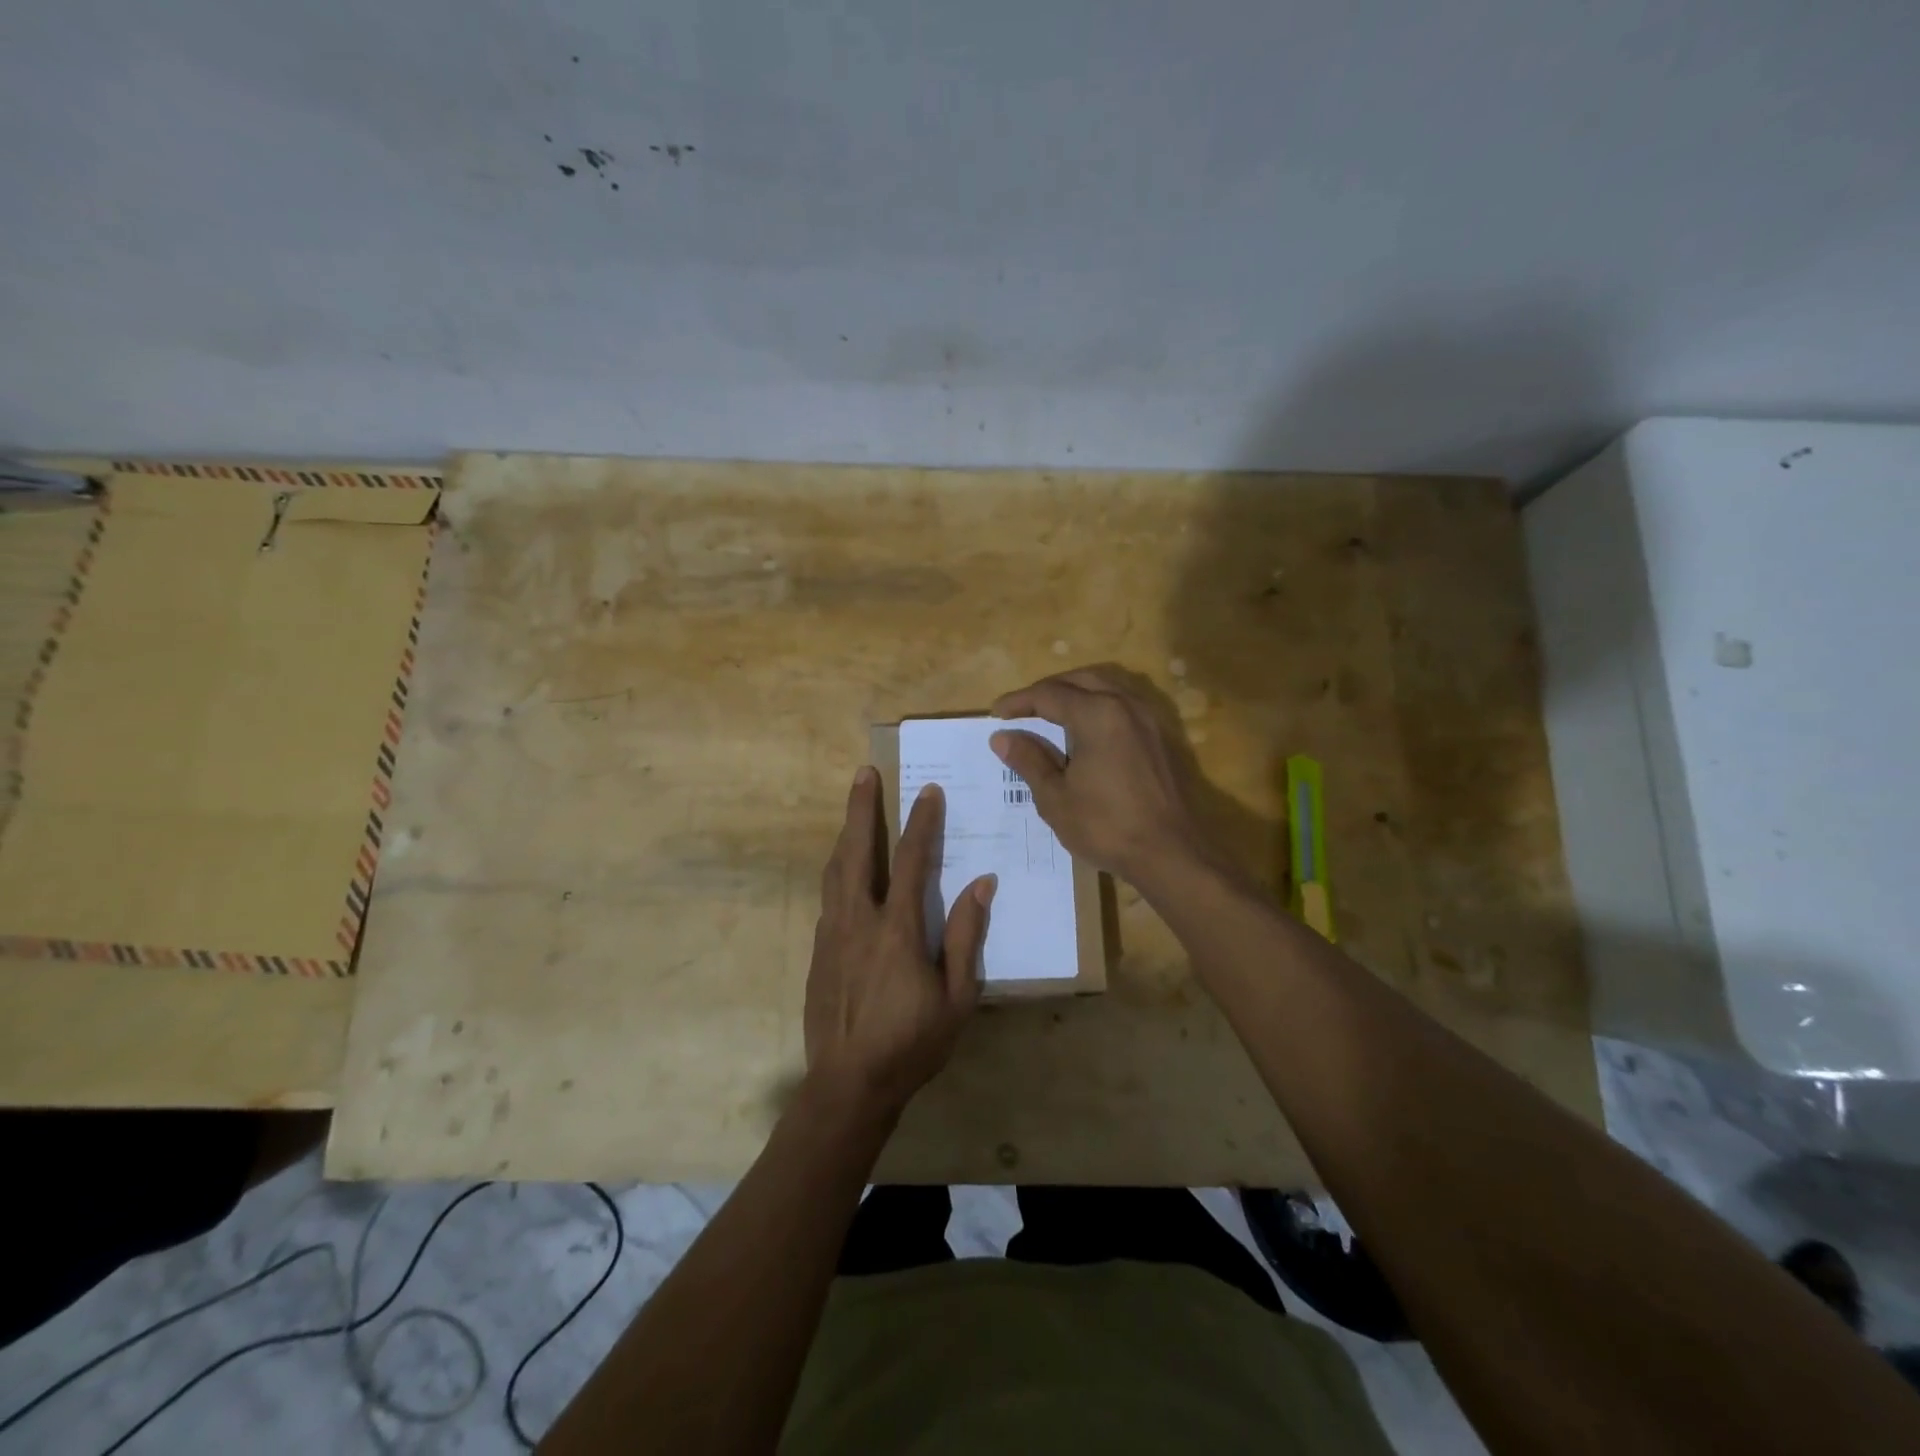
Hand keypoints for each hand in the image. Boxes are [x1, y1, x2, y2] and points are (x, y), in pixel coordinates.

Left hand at [803, 767, 993, 1119]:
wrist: (848, 1084)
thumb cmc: (912, 1044)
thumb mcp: (957, 998)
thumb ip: (967, 938)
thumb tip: (982, 885)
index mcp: (897, 931)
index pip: (912, 862)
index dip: (921, 824)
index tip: (928, 792)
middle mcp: (858, 921)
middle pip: (857, 851)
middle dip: (861, 809)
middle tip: (864, 774)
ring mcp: (831, 934)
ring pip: (835, 870)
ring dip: (846, 834)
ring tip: (853, 807)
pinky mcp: (816, 951)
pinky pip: (828, 897)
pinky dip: (839, 871)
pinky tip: (845, 868)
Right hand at [991, 666, 1214, 886]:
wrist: (1169, 853)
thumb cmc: (1105, 826)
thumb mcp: (1055, 797)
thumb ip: (1029, 760)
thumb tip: (1002, 737)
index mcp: (1096, 714)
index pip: (1048, 694)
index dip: (1019, 702)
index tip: (996, 713)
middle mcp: (1125, 705)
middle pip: (1079, 680)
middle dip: (1047, 690)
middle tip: (1022, 709)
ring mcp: (1147, 719)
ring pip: (1105, 686)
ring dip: (1075, 692)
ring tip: (1051, 713)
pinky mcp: (1159, 736)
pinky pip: (1123, 704)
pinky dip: (1098, 704)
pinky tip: (1086, 729)